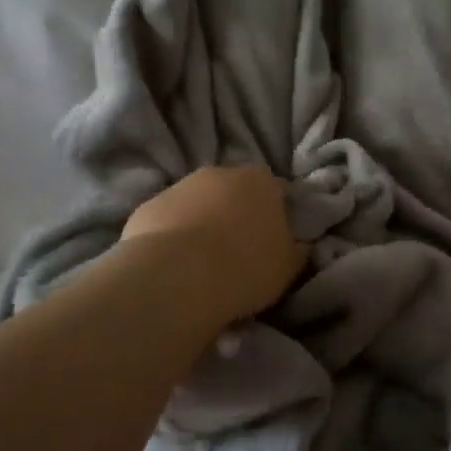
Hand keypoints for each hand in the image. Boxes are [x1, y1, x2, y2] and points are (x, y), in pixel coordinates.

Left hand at [122, 166, 307, 322]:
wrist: (176, 276)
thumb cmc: (245, 268)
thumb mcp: (288, 267)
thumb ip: (297, 250)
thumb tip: (301, 244)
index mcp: (261, 182)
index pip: (278, 189)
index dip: (279, 213)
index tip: (276, 239)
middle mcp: (220, 173)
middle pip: (235, 191)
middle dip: (238, 213)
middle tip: (240, 250)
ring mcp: (180, 187)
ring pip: (199, 203)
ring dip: (204, 222)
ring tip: (205, 261)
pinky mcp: (148, 207)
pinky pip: (170, 220)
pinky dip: (174, 235)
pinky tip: (176, 264)